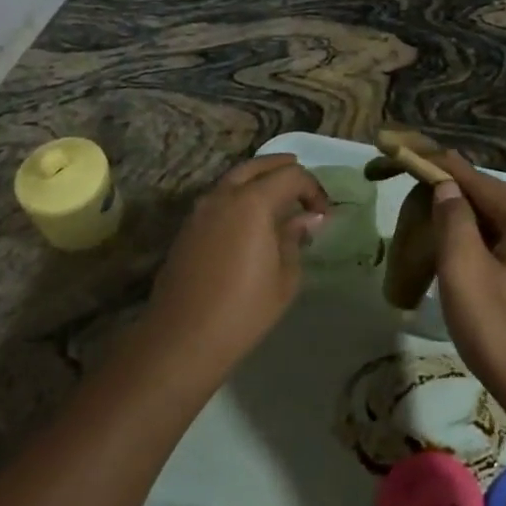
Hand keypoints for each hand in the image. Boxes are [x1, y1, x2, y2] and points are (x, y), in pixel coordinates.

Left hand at [146, 154, 328, 385]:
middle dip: (285, 170)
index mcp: (253, 202)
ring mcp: (201, 209)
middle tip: (304, 188)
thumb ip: (295, 238)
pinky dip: (240, 196)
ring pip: (235, 178)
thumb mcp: (285, 277)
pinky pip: (220, 197)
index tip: (323, 214)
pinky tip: (251, 220)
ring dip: (260, 180)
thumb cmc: (243, 310)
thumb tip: (306, 219)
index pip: (291, 175)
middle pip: (259, 166)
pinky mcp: (188, 227)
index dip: (313, 189)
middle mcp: (224, 195)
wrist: (182, 339)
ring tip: (280, 200)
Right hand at [430, 152, 505, 422]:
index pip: (477, 180)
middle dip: (452, 197)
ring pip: (500, 223)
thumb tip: (447, 188)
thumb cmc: (504, 332)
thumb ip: (453, 220)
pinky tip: (460, 254)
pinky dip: (482, 242)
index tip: (406, 151)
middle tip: (412, 197)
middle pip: (492, 198)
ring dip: (466, 222)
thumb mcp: (465, 272)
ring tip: (429, 225)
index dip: (439, 166)